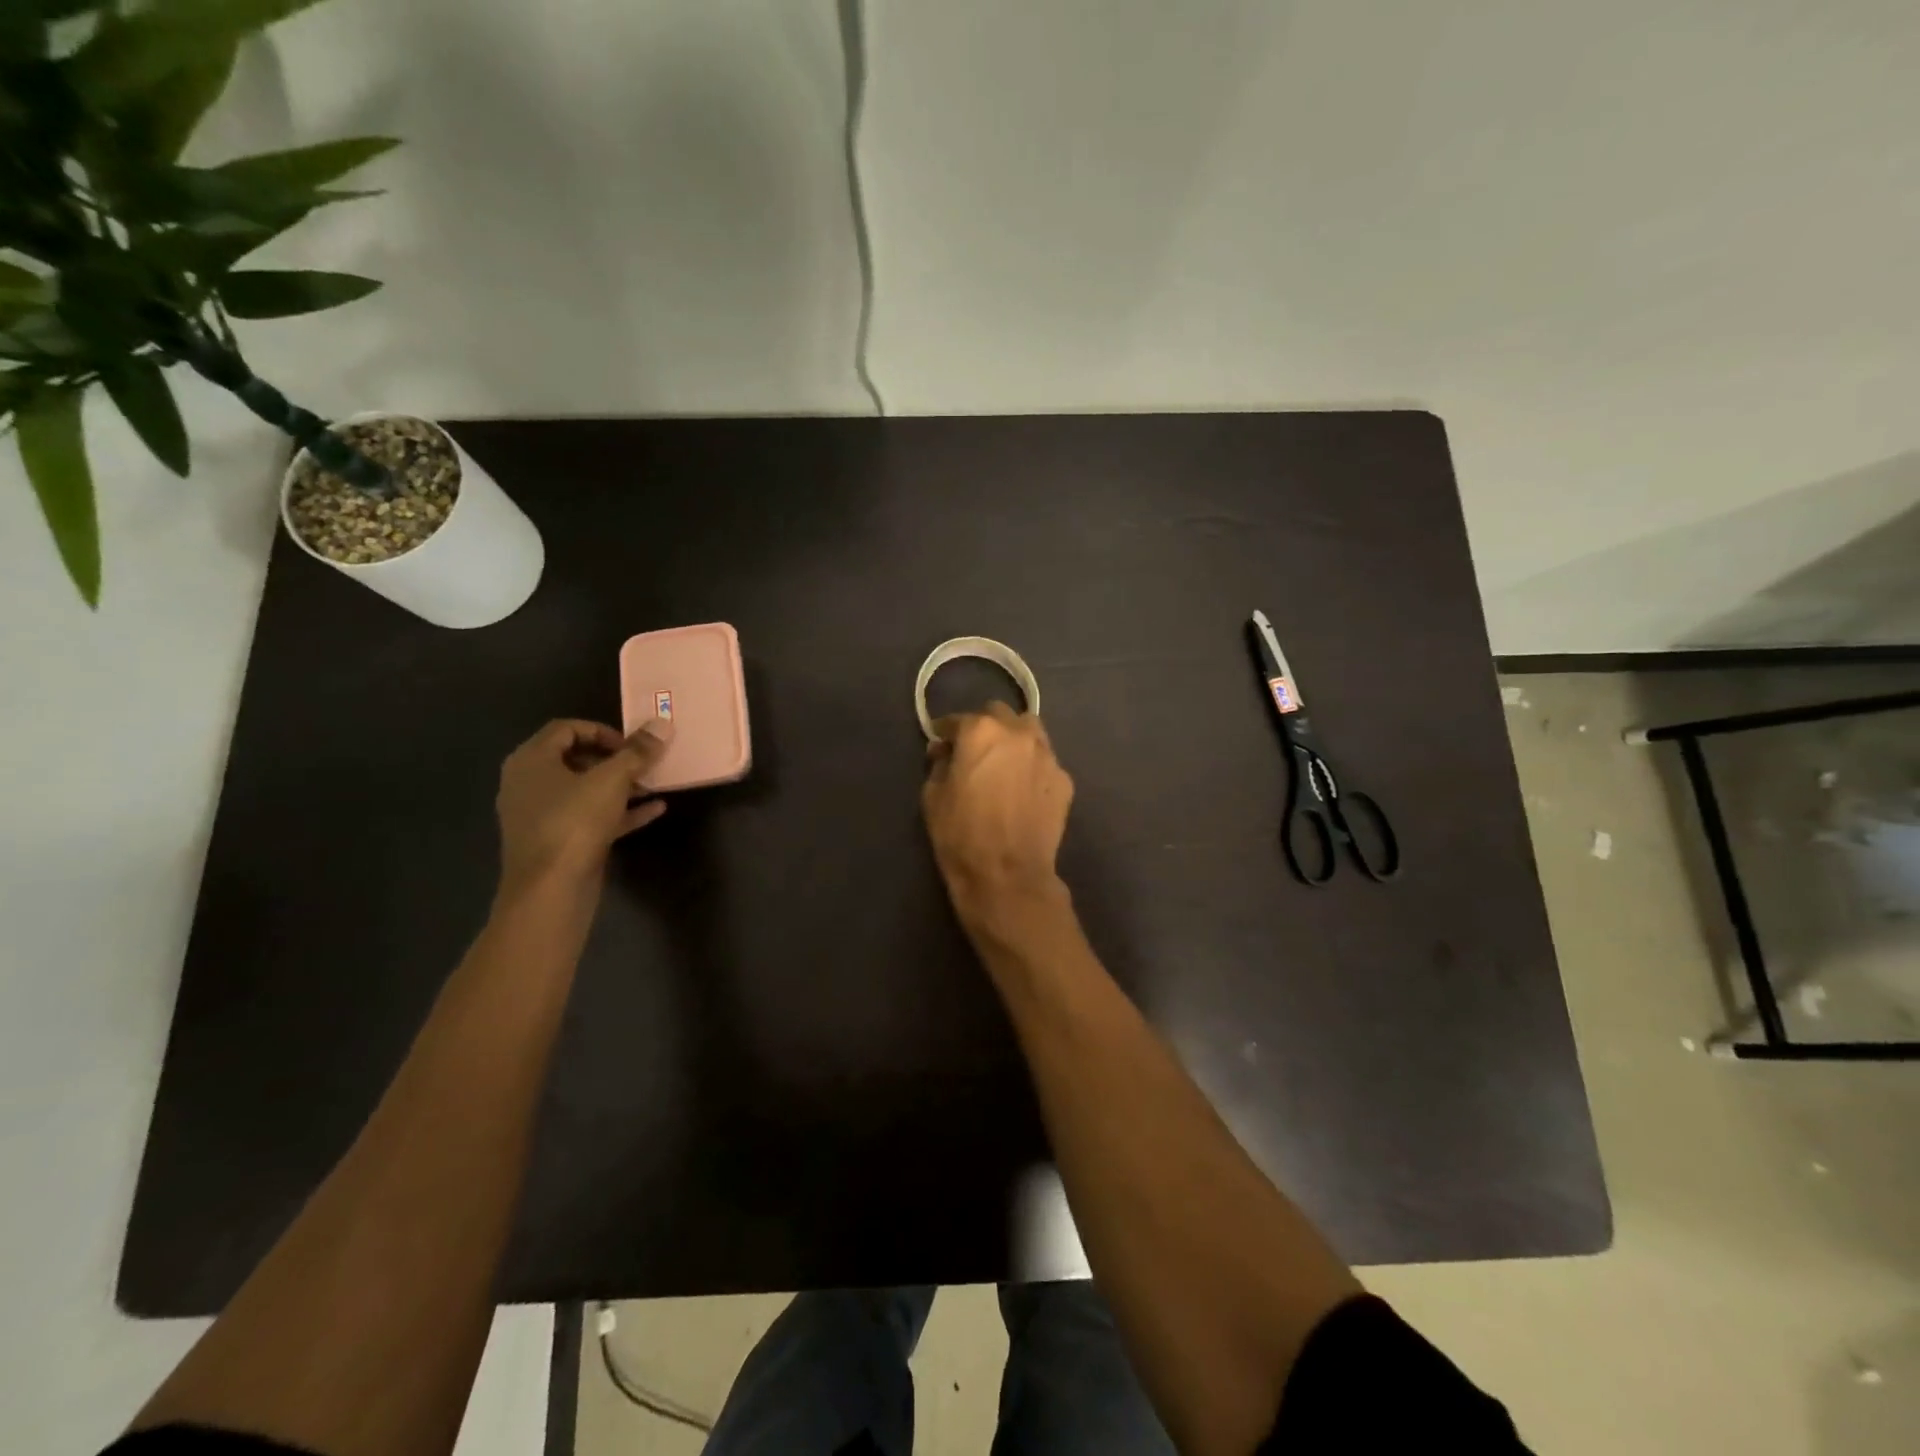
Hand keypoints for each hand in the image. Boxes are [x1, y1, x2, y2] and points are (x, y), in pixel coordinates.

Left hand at [495, 718, 672, 902]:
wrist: (550, 890)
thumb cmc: (574, 822)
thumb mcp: (612, 780)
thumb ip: (638, 752)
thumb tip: (662, 724)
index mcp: (531, 760)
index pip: (566, 728)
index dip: (603, 731)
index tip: (632, 745)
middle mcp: (529, 784)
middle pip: (575, 759)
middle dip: (615, 759)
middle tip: (644, 764)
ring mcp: (541, 815)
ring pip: (585, 790)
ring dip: (620, 785)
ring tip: (653, 785)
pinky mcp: (557, 841)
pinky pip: (591, 817)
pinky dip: (619, 811)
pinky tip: (655, 810)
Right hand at [922, 702, 1073, 926]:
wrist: (1007, 875)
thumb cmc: (961, 835)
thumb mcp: (932, 796)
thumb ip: (939, 764)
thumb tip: (945, 752)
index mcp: (981, 731)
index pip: (958, 720)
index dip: (945, 732)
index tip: (940, 745)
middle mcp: (1018, 733)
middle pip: (1000, 714)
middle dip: (984, 727)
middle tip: (974, 750)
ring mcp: (1047, 755)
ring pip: (1030, 731)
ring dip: (1014, 738)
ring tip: (1005, 762)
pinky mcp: (1064, 780)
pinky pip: (1045, 761)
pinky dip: (1032, 766)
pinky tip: (1024, 788)